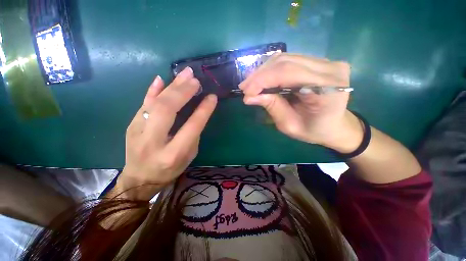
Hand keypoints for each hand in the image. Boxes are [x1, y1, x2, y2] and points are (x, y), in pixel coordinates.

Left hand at [116, 67, 216, 199]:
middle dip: (183, 92)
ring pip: (154, 103)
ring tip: (185, 74)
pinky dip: (153, 90)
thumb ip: (193, 133)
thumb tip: (197, 110)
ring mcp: (137, 132)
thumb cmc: (170, 170)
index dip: (203, 110)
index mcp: (173, 154)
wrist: (139, 179)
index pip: (191, 127)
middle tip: (196, 80)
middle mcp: (153, 142)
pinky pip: (143, 104)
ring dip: (171, 86)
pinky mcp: (131, 125)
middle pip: (167, 110)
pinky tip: (161, 79)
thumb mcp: (189, 155)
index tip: (212, 97)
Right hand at [240, 54, 360, 150]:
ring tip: (250, 84)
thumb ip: (272, 107)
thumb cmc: (313, 130)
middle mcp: (330, 69)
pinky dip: (271, 70)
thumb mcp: (289, 125)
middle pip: (286, 62)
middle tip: (244, 87)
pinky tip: (261, 78)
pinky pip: (289, 60)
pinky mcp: (319, 62)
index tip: (246, 92)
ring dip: (263, 71)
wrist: (334, 125)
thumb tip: (249, 97)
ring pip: (286, 58)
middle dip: (260, 75)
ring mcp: (326, 62)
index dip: (263, 80)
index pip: (288, 74)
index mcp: (328, 89)